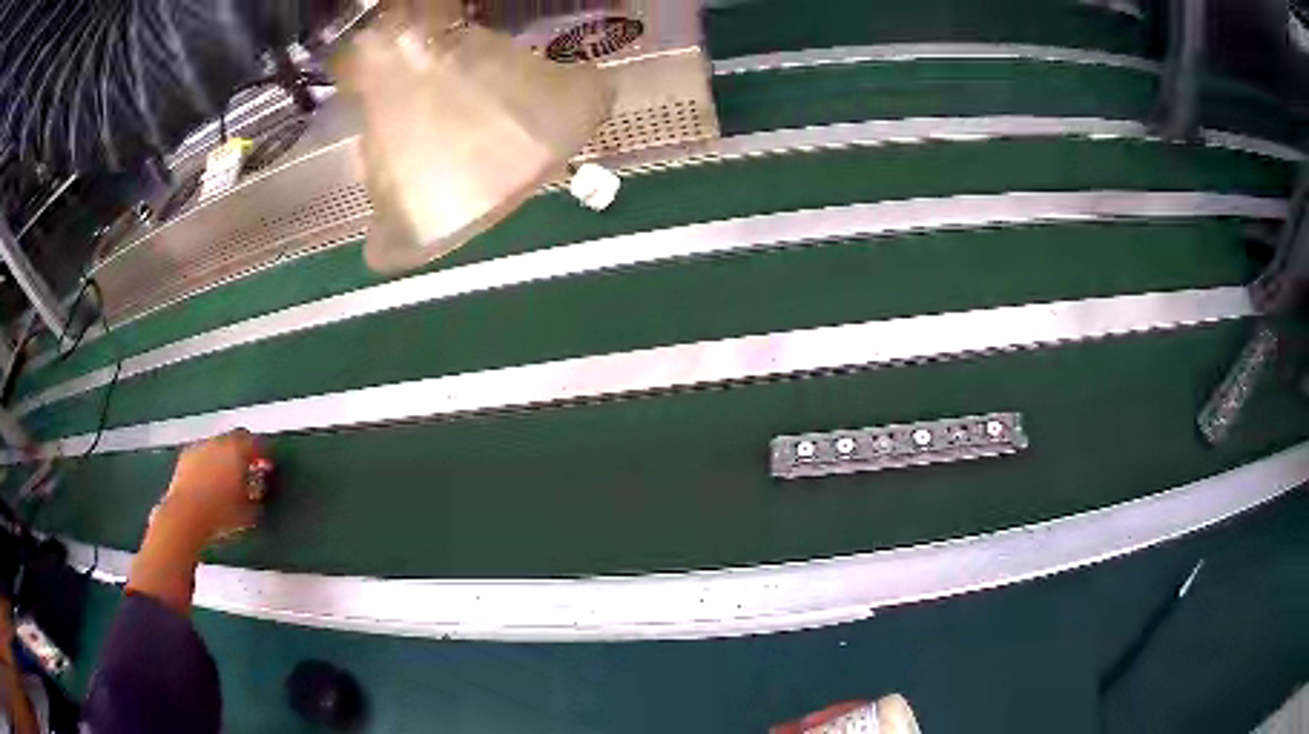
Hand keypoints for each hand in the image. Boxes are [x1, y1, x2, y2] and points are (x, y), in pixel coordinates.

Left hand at [152, 429, 265, 546]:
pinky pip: (203, 453)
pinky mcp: (186, 455)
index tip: (269, 466)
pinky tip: (208, 480)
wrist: (186, 515)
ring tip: (227, 477)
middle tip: (249, 468)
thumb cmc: (221, 514)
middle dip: (244, 450)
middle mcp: (220, 442)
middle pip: (237, 437)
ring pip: (219, 445)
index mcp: (239, 451)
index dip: (266, 454)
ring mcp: (201, 446)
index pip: (258, 443)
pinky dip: (209, 462)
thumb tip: (258, 493)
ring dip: (225, 456)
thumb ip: (257, 498)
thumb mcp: (248, 513)